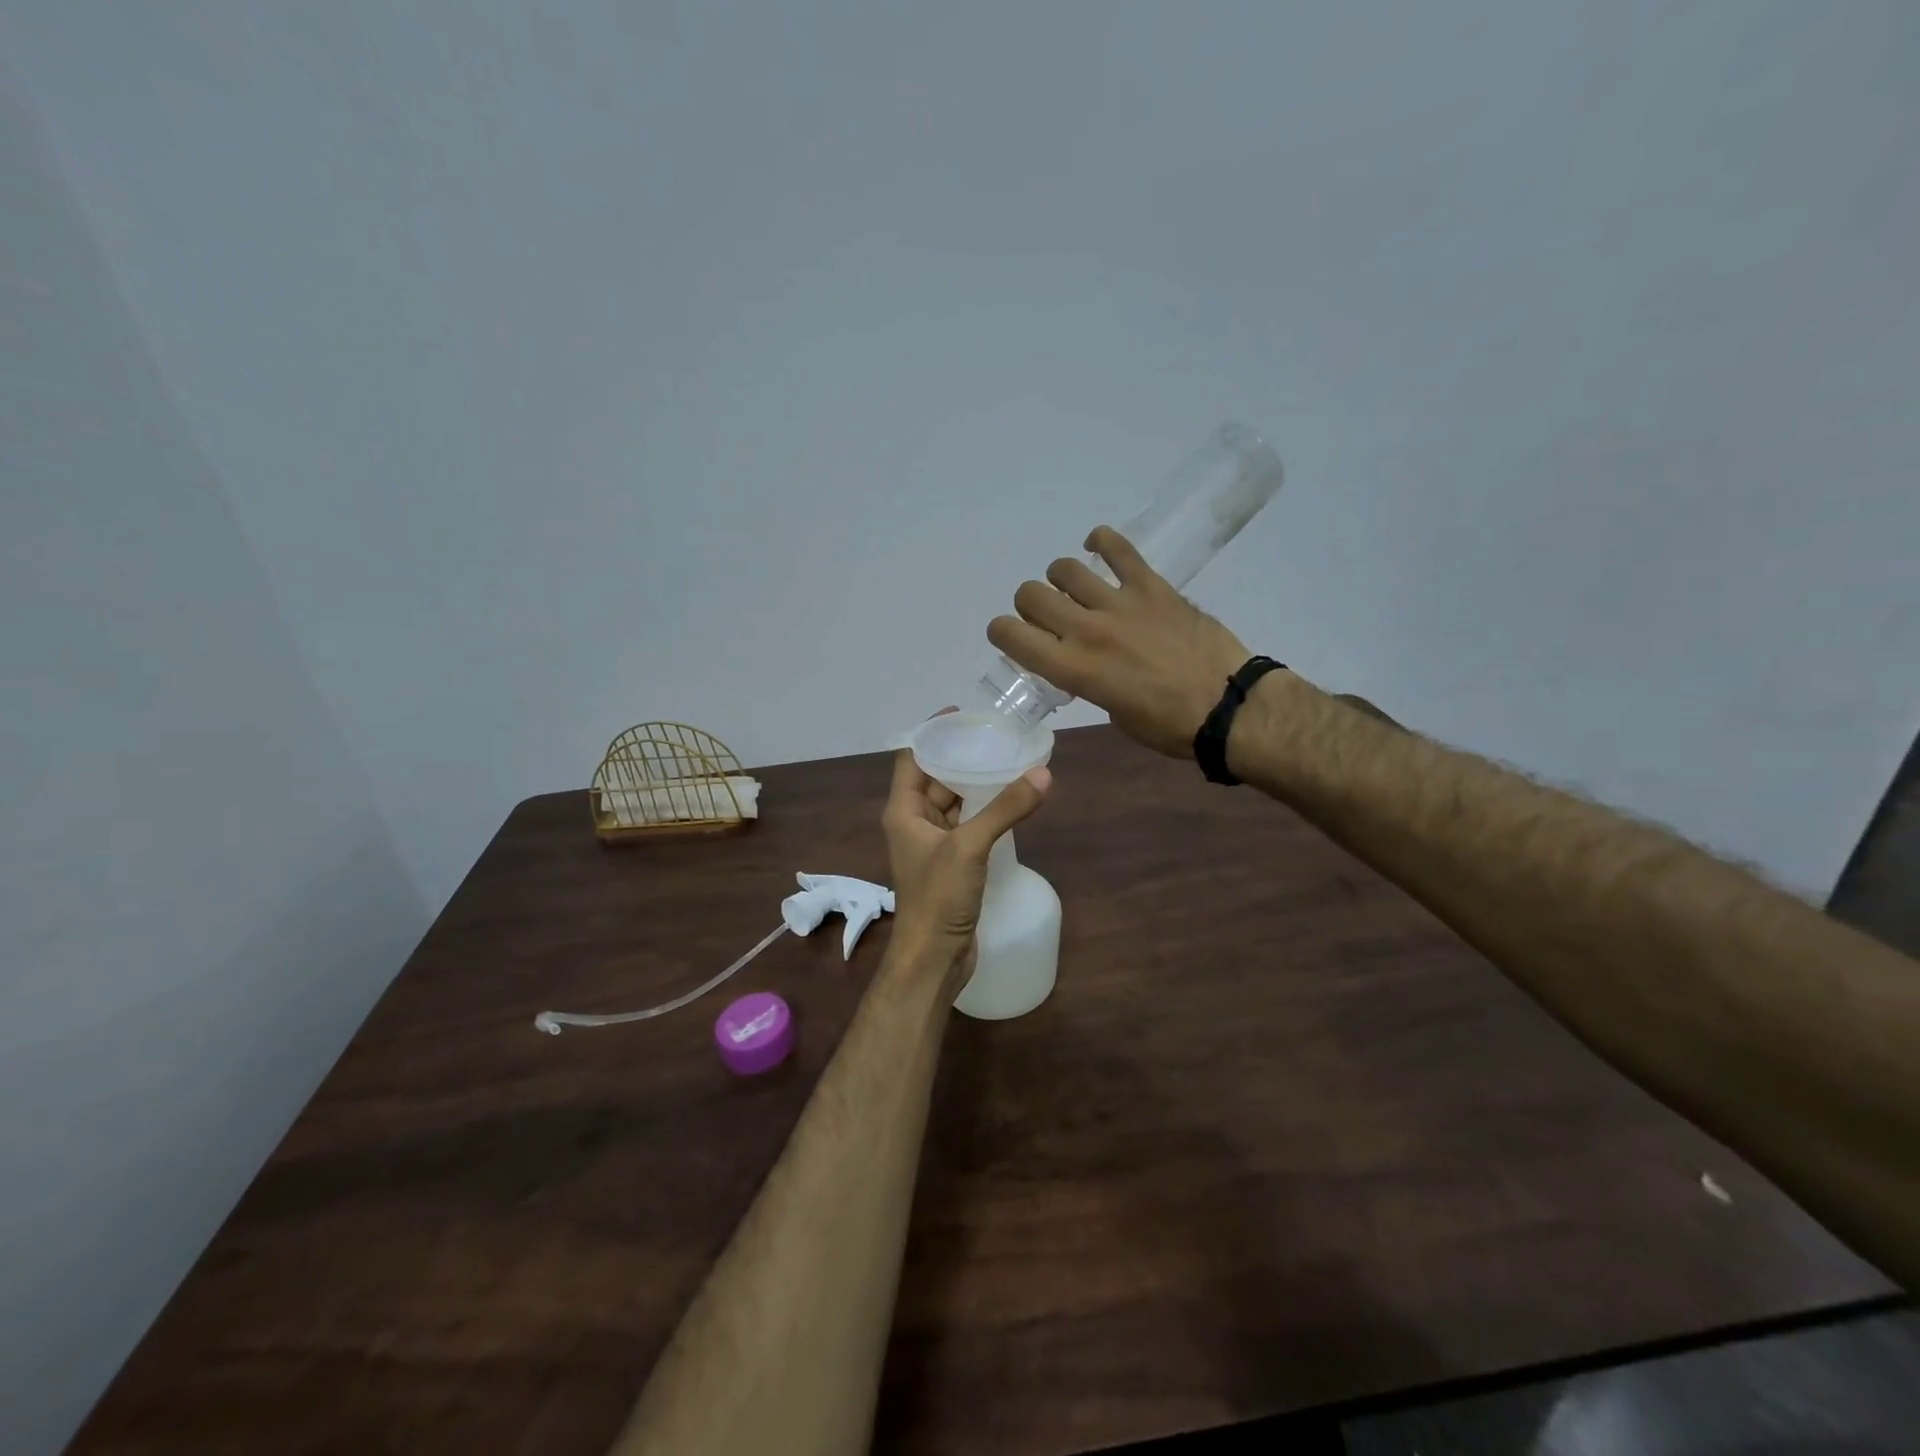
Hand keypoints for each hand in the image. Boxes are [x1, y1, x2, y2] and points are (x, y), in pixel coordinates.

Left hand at [881, 712, 1051, 981]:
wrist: (934, 959)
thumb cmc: (938, 897)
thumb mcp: (970, 847)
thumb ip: (1005, 809)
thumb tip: (1043, 774)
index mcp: (904, 811)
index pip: (913, 757)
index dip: (934, 733)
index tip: (964, 715)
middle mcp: (915, 822)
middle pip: (936, 777)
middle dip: (963, 757)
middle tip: (998, 736)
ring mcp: (934, 845)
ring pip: (955, 803)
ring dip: (978, 785)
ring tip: (1011, 761)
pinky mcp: (953, 864)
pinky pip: (968, 826)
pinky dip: (986, 812)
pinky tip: (1013, 803)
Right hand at [988, 526, 1254, 758]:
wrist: (1227, 707)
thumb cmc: (1168, 725)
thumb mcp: (1112, 712)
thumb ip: (1087, 680)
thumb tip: (1084, 662)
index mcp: (1073, 668)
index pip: (1012, 636)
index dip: (1002, 632)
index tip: (1013, 637)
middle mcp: (1086, 630)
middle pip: (1030, 594)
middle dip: (1030, 605)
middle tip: (1050, 617)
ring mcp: (1119, 603)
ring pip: (1064, 568)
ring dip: (1062, 579)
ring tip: (1078, 590)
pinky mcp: (1150, 585)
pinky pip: (1117, 548)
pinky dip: (1102, 541)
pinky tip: (1099, 548)